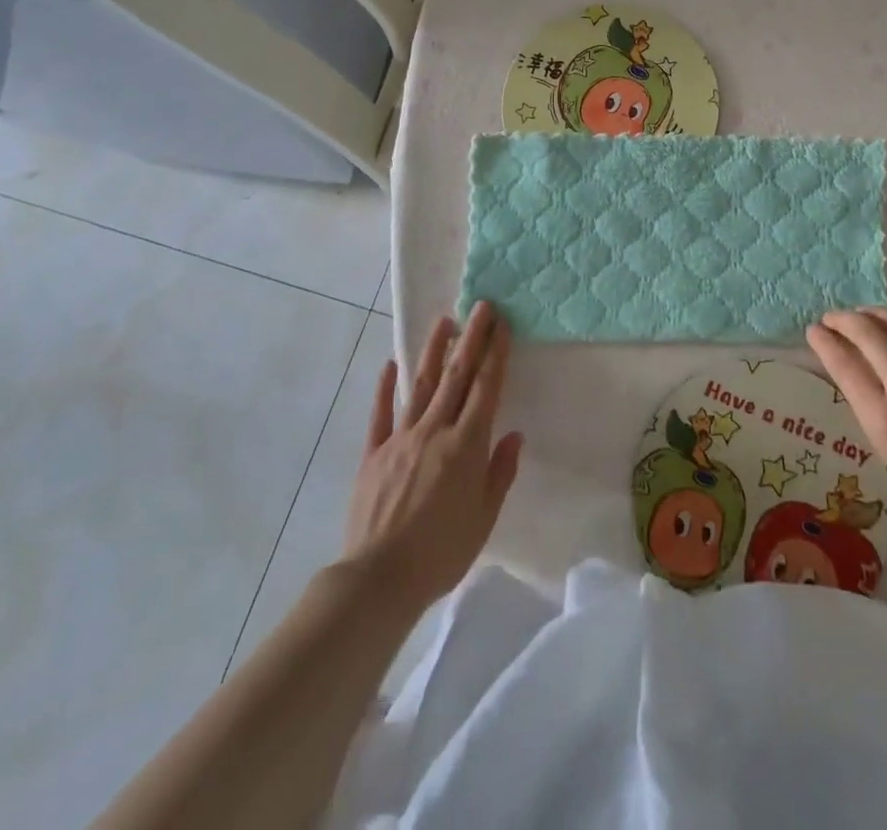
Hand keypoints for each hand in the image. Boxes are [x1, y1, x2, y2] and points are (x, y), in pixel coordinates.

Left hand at [340, 301, 523, 612]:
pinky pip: (380, 414)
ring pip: (421, 385)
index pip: (485, 389)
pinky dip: (385, 387)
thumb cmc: (441, 553)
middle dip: (471, 339)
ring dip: (434, 351)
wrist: (379, 579)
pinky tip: (390, 364)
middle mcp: (435, 431)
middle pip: (457, 376)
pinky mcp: (373, 453)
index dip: (495, 354)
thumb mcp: (485, 518)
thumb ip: (500, 472)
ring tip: (444, 321)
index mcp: (466, 445)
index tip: (502, 325)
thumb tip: (513, 434)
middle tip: (481, 307)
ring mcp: (400, 439)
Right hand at [807, 308, 886, 567]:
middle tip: (831, 319)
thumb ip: (875, 416)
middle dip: (843, 320)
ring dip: (874, 315)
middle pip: (868, 333)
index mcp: (886, 418)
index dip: (824, 341)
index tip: (813, 331)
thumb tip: (861, 383)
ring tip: (861, 316)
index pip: (845, 363)